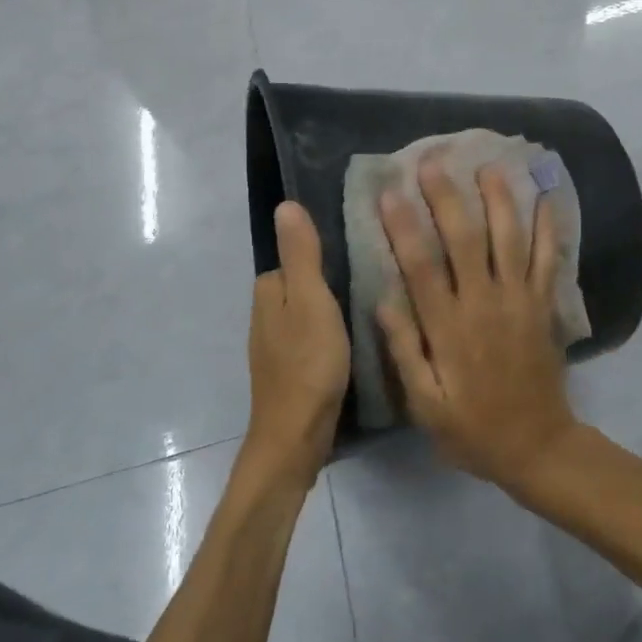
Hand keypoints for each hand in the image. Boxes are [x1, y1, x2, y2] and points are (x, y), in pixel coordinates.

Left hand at [244, 202, 349, 488]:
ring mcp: (277, 345)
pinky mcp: (292, 369)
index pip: (298, 255)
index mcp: (269, 291)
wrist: (296, 437)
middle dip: (332, 277)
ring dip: (334, 307)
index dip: (326, 251)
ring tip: (373, 304)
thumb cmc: (307, 364)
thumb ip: (301, 254)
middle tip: (374, 275)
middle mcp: (267, 314)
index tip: (360, 248)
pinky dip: (332, 332)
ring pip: (310, 310)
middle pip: (304, 282)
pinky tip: (357, 338)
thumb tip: (284, 204)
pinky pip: (314, 336)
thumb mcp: (311, 300)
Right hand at [377, 160, 576, 488]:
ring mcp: (519, 300)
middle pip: (464, 239)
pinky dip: (549, 227)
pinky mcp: (543, 305)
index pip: (421, 266)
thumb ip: (405, 351)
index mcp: (449, 327)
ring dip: (499, 199)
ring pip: (508, 238)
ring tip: (488, 165)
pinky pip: (548, 259)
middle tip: (433, 160)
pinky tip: (547, 198)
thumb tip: (382, 299)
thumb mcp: (425, 404)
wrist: (537, 446)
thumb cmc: (472, 427)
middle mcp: (484, 303)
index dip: (404, 227)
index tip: (389, 192)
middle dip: (447, 197)